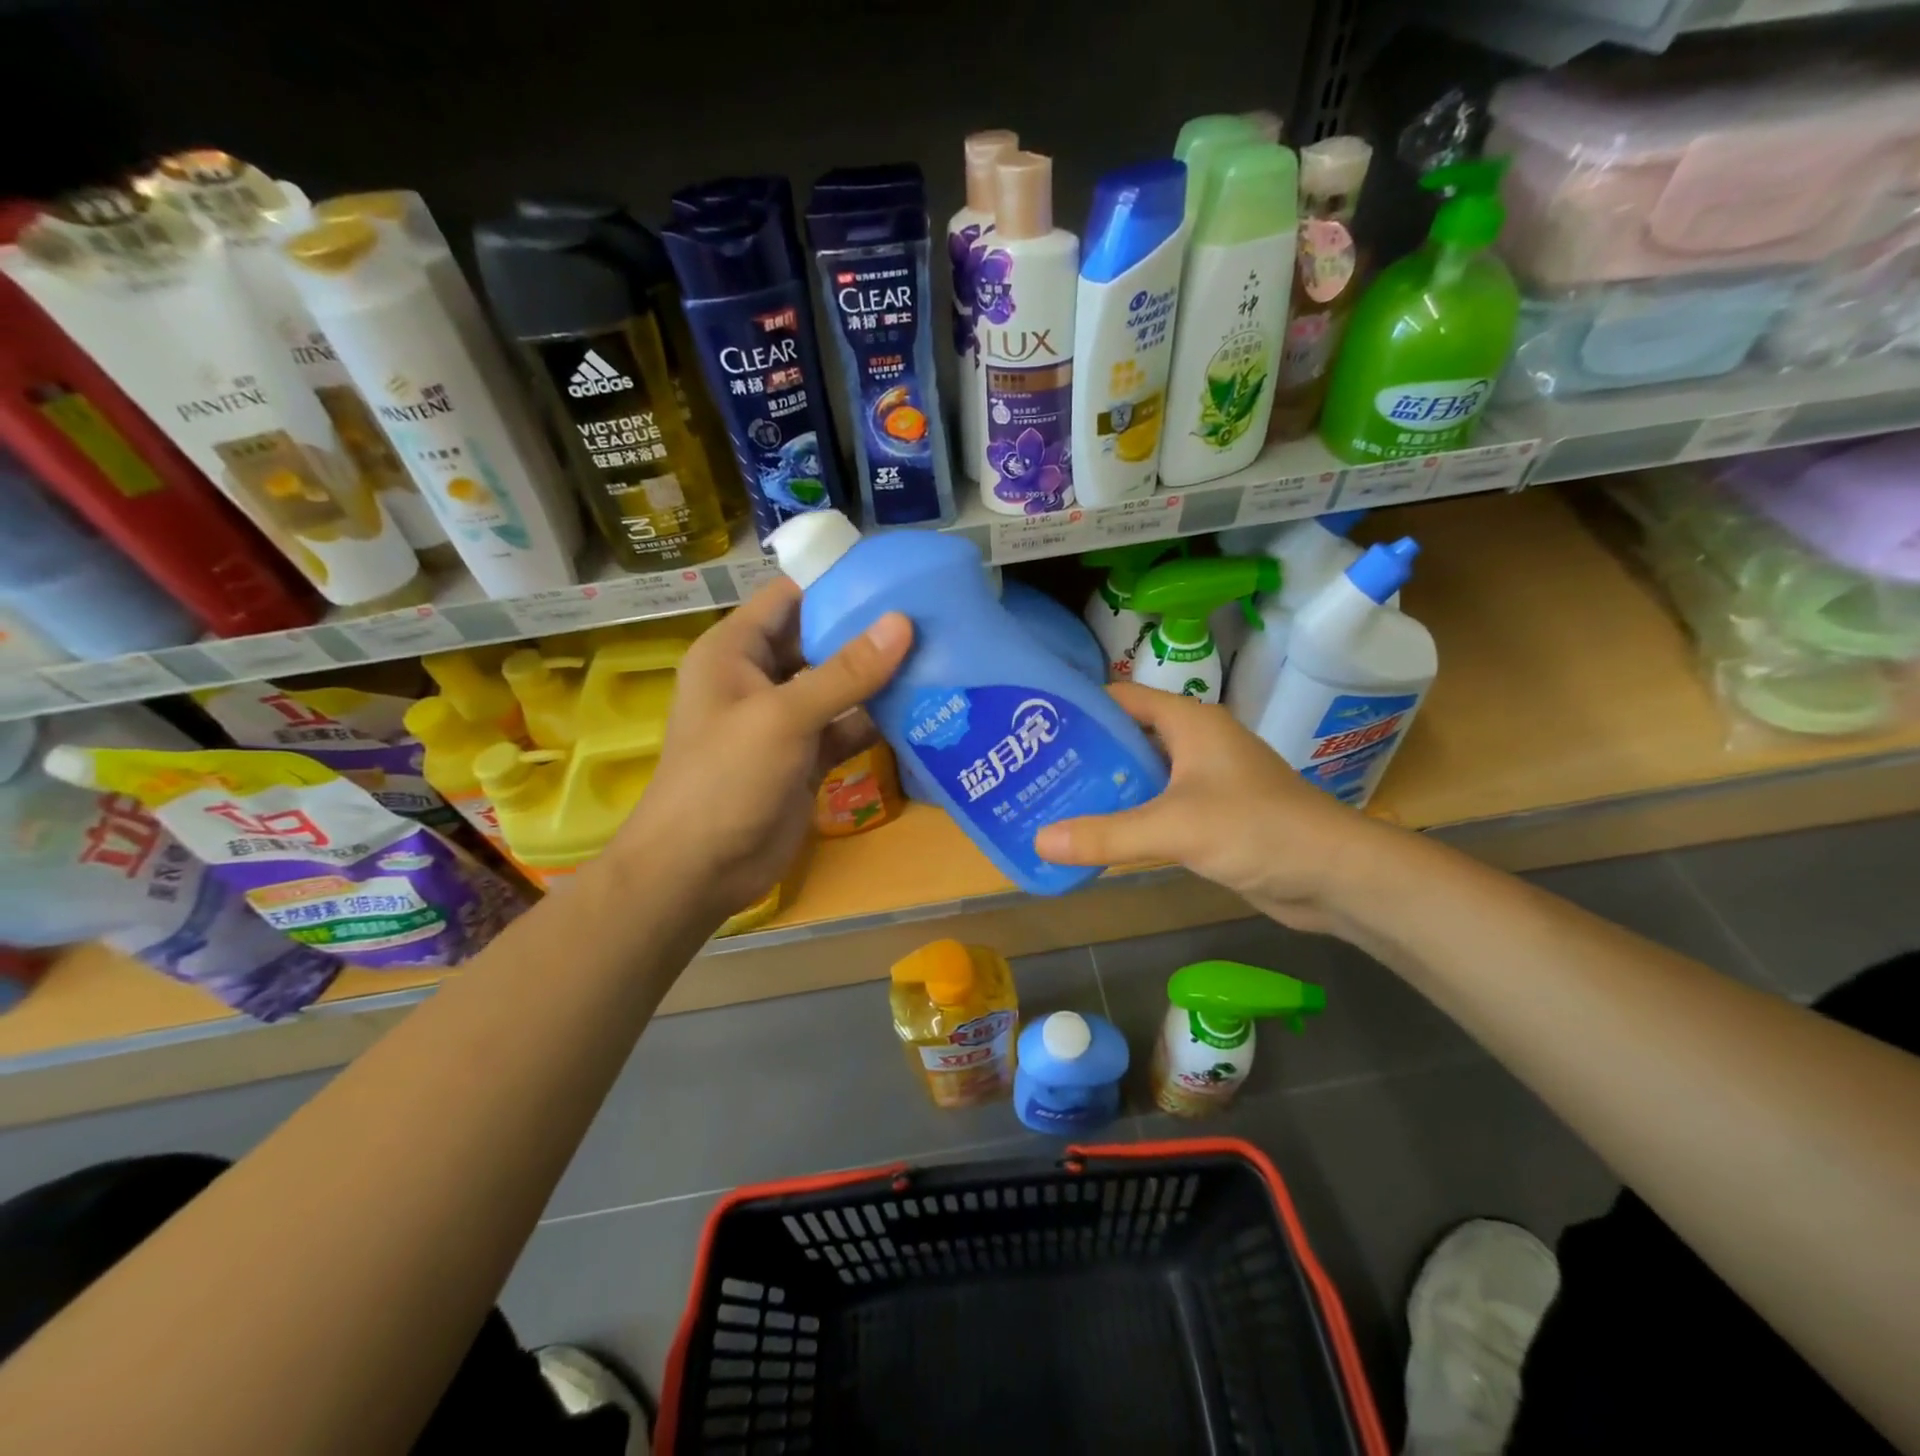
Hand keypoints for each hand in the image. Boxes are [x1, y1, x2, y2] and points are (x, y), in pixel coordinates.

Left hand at [612, 579, 911, 924]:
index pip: (789, 598)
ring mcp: (784, 721)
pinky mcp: (805, 758)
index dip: (837, 584)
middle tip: (932, 617)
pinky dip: (876, 722)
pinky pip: (846, 728)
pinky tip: (922, 711)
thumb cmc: (725, 778)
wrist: (699, 871)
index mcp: (735, 651)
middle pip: (819, 641)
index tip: (896, 576)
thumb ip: (845, 672)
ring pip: (838, 687)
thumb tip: (902, 623)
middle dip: (869, 631)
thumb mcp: (783, 717)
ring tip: (939, 656)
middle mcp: (759, 678)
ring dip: (880, 678)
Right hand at [1033, 684, 1395, 933]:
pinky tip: (1097, 834)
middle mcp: (1196, 743)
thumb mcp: (1174, 828)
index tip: (1034, 728)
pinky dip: (1129, 817)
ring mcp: (1206, 780)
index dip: (1078, 708)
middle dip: (1084, 754)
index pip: (1120, 698)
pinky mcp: (1212, 815)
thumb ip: (1105, 834)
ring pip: (1142, 775)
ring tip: (1053, 802)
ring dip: (1105, 788)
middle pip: (1127, 736)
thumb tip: (1038, 840)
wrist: (1334, 875)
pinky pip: (1159, 807)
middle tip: (1034, 773)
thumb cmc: (1257, 829)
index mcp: (1189, 722)